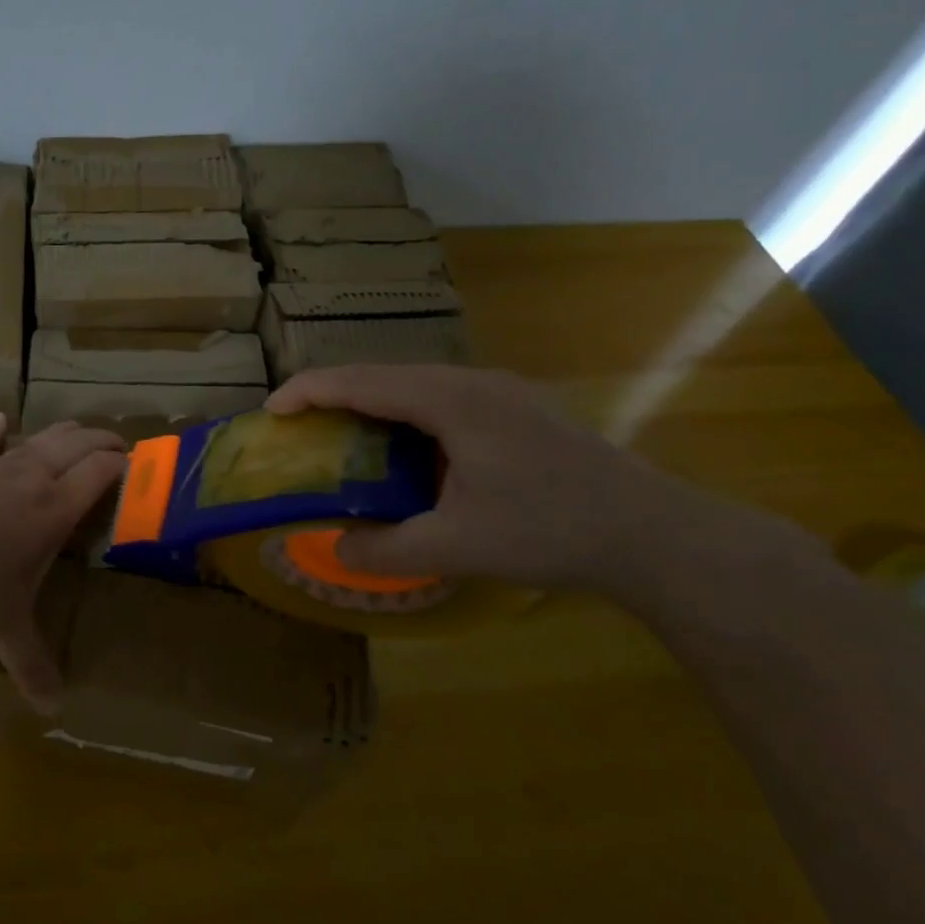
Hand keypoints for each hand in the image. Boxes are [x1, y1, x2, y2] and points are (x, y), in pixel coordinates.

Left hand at [0, 415, 125, 712]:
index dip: (124, 464)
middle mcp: (36, 475)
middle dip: (106, 441)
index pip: (103, 470)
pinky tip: (1, 421)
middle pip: (81, 442)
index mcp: (56, 506)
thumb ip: (32, 664)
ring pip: (44, 435)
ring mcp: (0, 464)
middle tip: (122, 449)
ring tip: (81, 435)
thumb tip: (55, 709)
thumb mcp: (5, 625)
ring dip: (68, 432)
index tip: (139, 469)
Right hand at [265, 364, 711, 593]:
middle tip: (300, 426)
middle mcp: (472, 382)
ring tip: (345, 436)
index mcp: (450, 400)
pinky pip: (443, 399)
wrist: (653, 533)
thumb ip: (385, 549)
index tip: (271, 412)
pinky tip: (407, 451)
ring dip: (373, 404)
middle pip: (385, 375)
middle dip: (336, 395)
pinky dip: (407, 415)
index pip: (362, 381)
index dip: (310, 391)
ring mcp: (500, 392)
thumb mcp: (456, 547)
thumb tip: (334, 548)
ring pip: (416, 385)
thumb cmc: (548, 531)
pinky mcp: (519, 409)